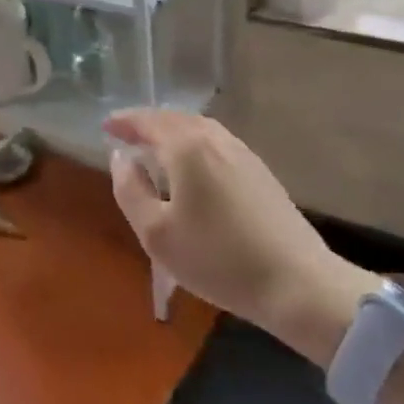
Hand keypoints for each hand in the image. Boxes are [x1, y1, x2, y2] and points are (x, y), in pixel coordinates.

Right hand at [104, 109, 366, 338]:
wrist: (297, 283)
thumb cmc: (217, 258)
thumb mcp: (156, 233)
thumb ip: (130, 190)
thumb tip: (120, 158)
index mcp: (187, 147)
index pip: (148, 121)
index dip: (124, 122)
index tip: (105, 126)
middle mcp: (215, 139)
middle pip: (175, 119)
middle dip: (148, 124)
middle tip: (126, 135)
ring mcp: (242, 153)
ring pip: (199, 129)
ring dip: (172, 132)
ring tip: (155, 149)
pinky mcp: (260, 171)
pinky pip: (216, 143)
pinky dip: (194, 144)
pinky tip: (192, 167)